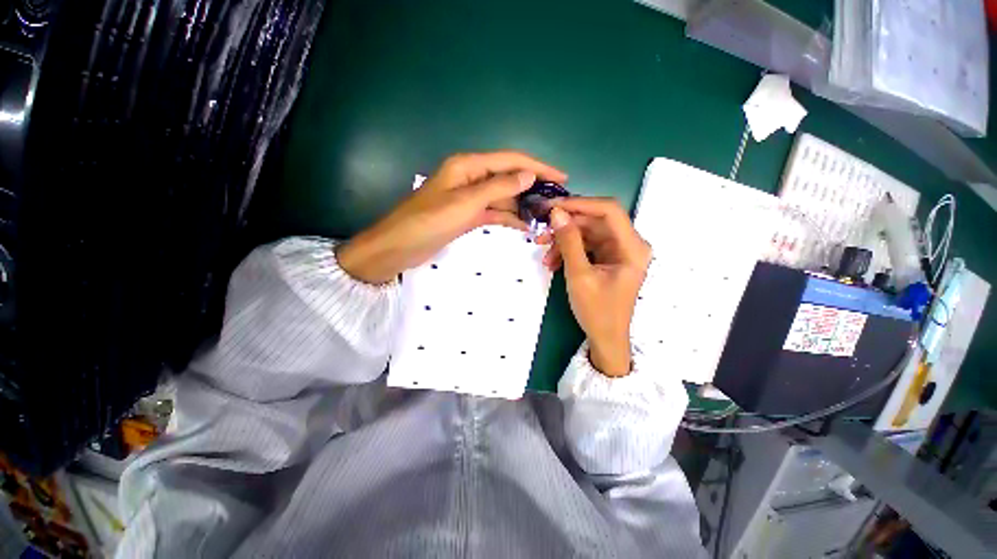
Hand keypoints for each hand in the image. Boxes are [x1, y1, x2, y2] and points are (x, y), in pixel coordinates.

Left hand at [337, 152, 566, 283]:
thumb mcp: (465, 203)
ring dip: (522, 204)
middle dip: (532, 187)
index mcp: (468, 166)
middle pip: (508, 177)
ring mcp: (469, 198)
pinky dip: (508, 217)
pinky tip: (524, 226)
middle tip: (556, 201)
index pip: (511, 161)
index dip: (538, 167)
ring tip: (545, 216)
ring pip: (503, 196)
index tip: (561, 178)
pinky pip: (494, 212)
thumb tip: (528, 175)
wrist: (398, 247)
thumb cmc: (428, 222)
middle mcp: (471, 177)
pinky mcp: (467, 215)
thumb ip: (497, 188)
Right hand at [541, 198, 650, 376]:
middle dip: (566, 225)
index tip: (553, 206)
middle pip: (595, 221)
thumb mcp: (579, 276)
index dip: (580, 204)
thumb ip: (569, 242)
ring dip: (564, 240)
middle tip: (541, 230)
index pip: (609, 210)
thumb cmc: (597, 311)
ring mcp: (617, 251)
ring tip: (544, 253)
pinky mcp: (607, 258)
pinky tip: (553, 262)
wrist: (605, 338)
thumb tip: (556, 213)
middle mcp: (628, 244)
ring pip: (587, 233)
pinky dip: (568, 251)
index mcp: (632, 247)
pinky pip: (586, 246)